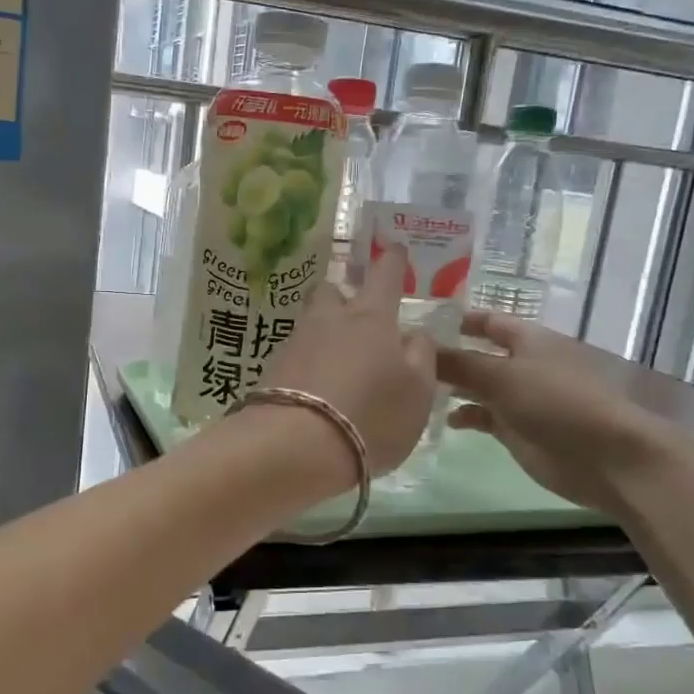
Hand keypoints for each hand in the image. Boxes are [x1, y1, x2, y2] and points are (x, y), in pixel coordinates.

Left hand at [255, 247, 437, 476]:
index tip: (394, 247)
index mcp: (371, 317)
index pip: (385, 275)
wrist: (295, 446)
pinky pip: (296, 354)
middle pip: (331, 290)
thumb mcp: (418, 393)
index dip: (392, 260)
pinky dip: (308, 362)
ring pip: (311, 322)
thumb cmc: (371, 415)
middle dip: (343, 295)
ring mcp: (295, 342)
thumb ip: (421, 357)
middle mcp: (329, 320)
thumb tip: (413, 334)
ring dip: (325, 331)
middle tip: (358, 316)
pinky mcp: (272, 369)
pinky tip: (317, 386)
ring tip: (339, 359)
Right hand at [436, 311, 693, 512]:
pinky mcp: (517, 429)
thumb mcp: (501, 376)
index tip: (417, 321)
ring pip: (477, 386)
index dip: (455, 319)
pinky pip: (483, 416)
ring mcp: (519, 398)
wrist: (605, 457)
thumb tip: (420, 349)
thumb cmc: (556, 402)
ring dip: (451, 386)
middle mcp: (521, 363)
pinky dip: (464, 415)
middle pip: (477, 353)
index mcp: (526, 339)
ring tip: (413, 389)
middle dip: (446, 354)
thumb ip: (458, 363)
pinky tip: (444, 420)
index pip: (486, 321)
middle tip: (402, 358)